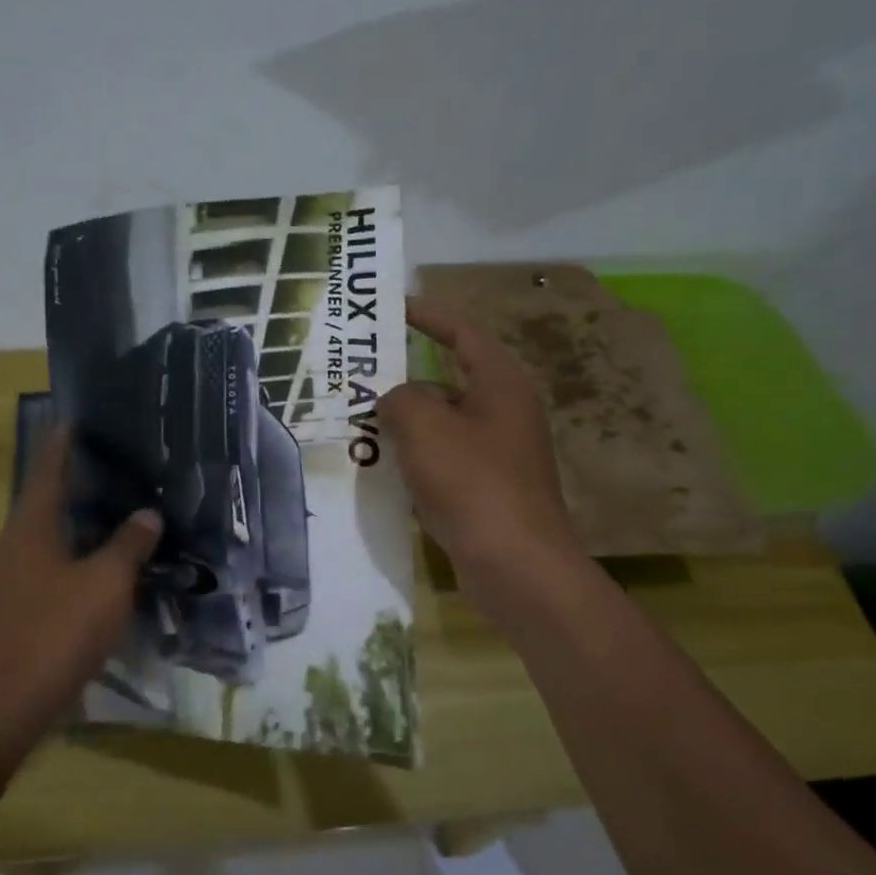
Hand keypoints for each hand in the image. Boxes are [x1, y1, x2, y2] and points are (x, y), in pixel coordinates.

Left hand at [0, 429, 160, 767]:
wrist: (4, 706)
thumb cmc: (57, 632)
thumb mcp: (107, 583)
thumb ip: (129, 545)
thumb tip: (147, 514)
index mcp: (29, 529)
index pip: (47, 472)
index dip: (61, 445)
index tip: (72, 419)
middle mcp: (10, 548)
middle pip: (42, 505)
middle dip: (72, 486)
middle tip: (109, 469)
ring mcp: (4, 583)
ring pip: (43, 541)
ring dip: (72, 527)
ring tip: (110, 518)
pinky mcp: (9, 614)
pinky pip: (43, 572)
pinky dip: (69, 561)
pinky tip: (95, 575)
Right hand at [379, 299, 581, 601]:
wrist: (516, 566)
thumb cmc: (473, 483)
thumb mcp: (426, 428)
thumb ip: (401, 398)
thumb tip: (396, 399)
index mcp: (500, 385)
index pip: (462, 334)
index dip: (429, 316)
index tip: (394, 308)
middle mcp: (505, 413)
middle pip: (448, 382)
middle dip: (405, 381)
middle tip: (359, 380)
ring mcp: (499, 454)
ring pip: (443, 426)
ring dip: (406, 425)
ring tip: (360, 425)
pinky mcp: (488, 490)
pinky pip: (445, 461)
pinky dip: (417, 460)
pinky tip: (384, 471)